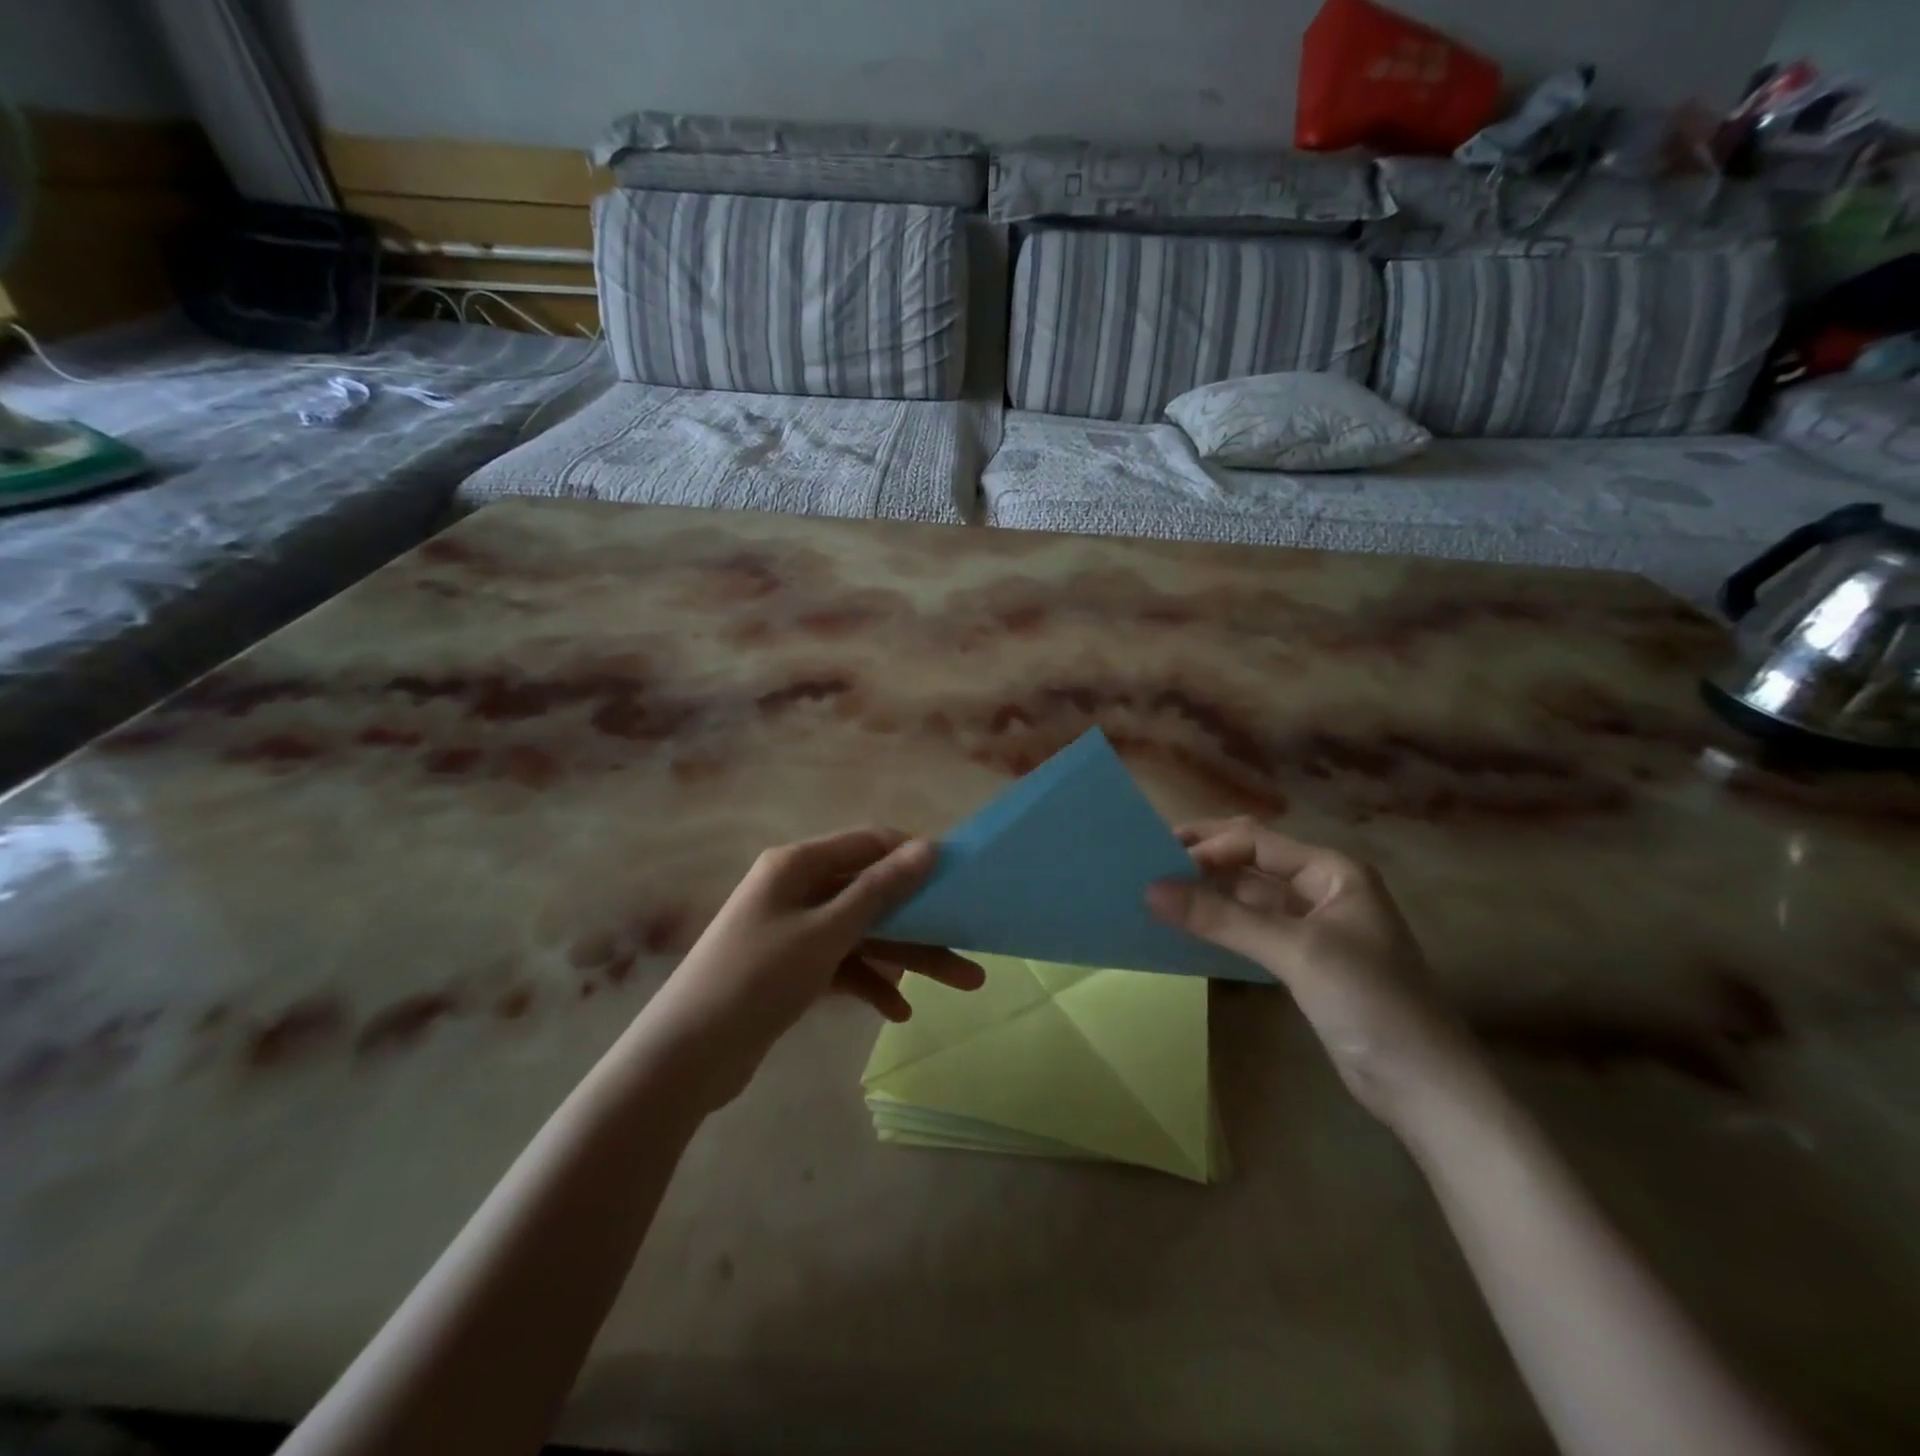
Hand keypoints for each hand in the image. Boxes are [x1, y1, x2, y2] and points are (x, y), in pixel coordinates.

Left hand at [641, 828, 983, 1108]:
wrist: (685, 1057)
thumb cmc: (758, 979)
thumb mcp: (827, 932)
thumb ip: (880, 890)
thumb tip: (928, 847)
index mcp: (798, 864)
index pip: (869, 843)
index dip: (913, 857)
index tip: (958, 879)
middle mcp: (796, 888)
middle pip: (871, 894)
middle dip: (921, 920)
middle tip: (970, 942)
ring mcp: (793, 930)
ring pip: (862, 932)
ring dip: (905, 957)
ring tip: (961, 983)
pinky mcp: (791, 968)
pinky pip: (842, 963)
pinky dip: (869, 982)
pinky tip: (898, 1011)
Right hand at [1147, 818, 1486, 1130]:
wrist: (1424, 1087)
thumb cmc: (1370, 1002)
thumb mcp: (1296, 952)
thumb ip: (1223, 918)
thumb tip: (1151, 890)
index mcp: (1333, 871)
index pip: (1256, 842)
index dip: (1208, 847)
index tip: (1157, 861)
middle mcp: (1322, 889)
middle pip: (1252, 862)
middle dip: (1205, 860)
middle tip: (1149, 864)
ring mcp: (1313, 927)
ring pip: (1249, 896)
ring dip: (1209, 893)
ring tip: (1158, 893)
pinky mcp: (1304, 961)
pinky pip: (1252, 929)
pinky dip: (1221, 924)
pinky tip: (1189, 927)